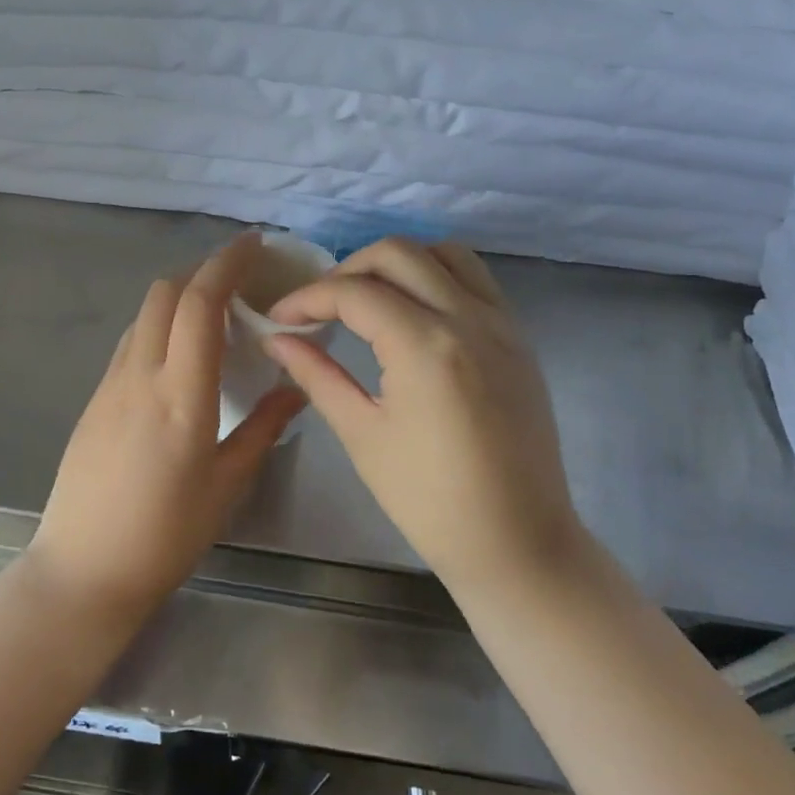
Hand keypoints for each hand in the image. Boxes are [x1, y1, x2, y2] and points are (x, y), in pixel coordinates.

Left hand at [25, 233, 305, 624]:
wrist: (84, 567)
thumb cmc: (166, 534)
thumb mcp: (228, 485)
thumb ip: (264, 429)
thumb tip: (295, 389)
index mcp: (181, 392)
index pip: (200, 302)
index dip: (227, 262)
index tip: (254, 245)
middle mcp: (140, 374)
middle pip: (165, 292)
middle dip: (203, 270)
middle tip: (240, 278)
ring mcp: (110, 383)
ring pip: (143, 313)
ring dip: (178, 295)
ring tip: (214, 312)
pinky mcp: (94, 398)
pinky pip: (130, 340)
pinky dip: (159, 324)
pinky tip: (179, 353)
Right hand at [263, 238, 579, 593]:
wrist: (517, 542)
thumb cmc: (429, 500)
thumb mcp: (362, 434)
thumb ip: (316, 375)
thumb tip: (276, 340)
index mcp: (425, 346)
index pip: (354, 292)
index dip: (307, 298)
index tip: (278, 319)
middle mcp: (468, 318)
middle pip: (397, 253)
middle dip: (347, 269)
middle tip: (319, 307)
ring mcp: (501, 323)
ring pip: (443, 252)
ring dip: (396, 262)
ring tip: (367, 298)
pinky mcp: (518, 337)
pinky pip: (475, 278)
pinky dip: (436, 275)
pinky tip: (412, 311)